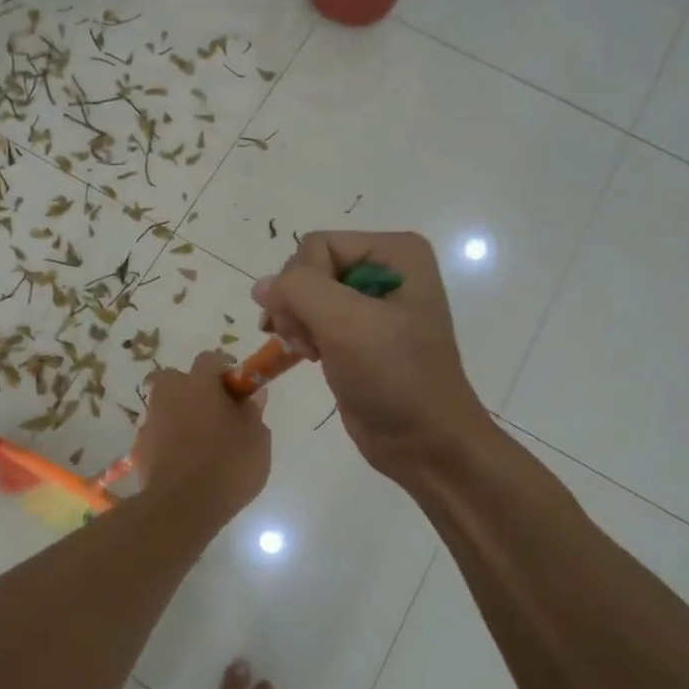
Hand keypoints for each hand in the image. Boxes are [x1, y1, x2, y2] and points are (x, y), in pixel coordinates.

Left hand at [135, 351, 270, 515]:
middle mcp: (169, 395)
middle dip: (190, 386)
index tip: (237, 384)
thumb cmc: (227, 466)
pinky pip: (156, 433)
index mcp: (199, 385)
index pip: (209, 359)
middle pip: (174, 377)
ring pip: (163, 404)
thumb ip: (253, 412)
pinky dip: (167, 438)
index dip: (224, 367)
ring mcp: (151, 421)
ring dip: (178, 413)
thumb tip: (252, 395)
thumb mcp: (257, 440)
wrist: (181, 507)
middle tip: (212, 408)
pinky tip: (183, 459)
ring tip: (199, 438)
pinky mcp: (140, 448)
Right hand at [252, 231, 489, 480]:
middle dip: (298, 306)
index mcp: (395, 252)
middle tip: (310, 344)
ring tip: (308, 352)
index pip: (317, 245)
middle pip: (308, 267)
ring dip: (295, 323)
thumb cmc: (394, 377)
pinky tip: (307, 356)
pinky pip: (311, 317)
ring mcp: (369, 302)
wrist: (425, 443)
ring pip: (304, 293)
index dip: (302, 285)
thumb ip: (298, 290)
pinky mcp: (356, 332)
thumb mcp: (346, 324)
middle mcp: (384, 268)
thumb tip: (262, 287)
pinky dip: (300, 335)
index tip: (312, 328)